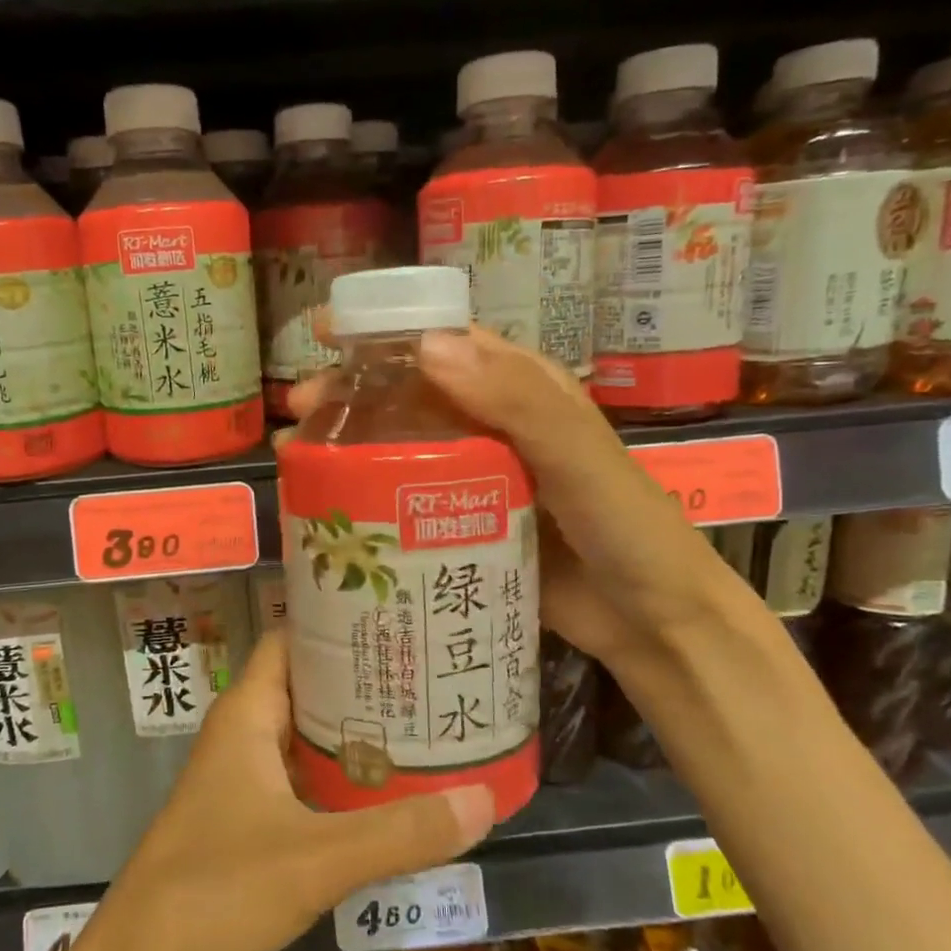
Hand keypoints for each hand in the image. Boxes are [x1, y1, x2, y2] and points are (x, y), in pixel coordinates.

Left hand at [77, 629, 494, 950]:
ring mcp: (242, 786)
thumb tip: (486, 799)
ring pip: (308, 743)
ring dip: (358, 739)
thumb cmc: (213, 894)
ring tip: (430, 730)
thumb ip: (400, 831)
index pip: (291, 640)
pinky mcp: (248, 830)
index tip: (399, 617)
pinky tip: (394, 801)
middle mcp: (243, 739)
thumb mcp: (316, 859)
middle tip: (434, 676)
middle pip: (308, 689)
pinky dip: (344, 788)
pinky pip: (305, 790)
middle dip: (365, 683)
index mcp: (246, 715)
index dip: (337, 623)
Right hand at [287, 325, 728, 666]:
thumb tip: (427, 346)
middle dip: (351, 393)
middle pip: (410, 395)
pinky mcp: (464, 526)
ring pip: (403, 446)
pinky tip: (333, 507)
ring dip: (351, 445)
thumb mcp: (580, 458)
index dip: (385, 331)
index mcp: (523, 391)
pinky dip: (371, 496)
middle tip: (299, 410)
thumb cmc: (626, 528)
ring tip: (299, 456)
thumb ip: (518, 402)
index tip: (326, 334)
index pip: (446, 343)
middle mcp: (494, 426)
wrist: (651, 620)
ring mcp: (476, 478)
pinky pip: (409, 500)